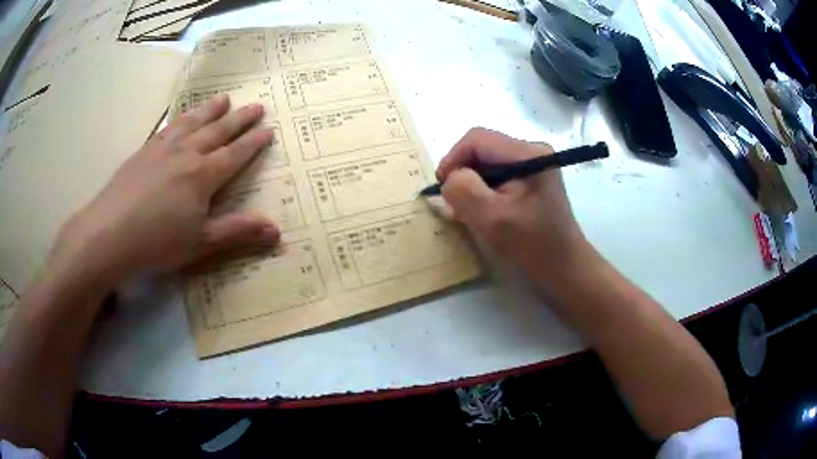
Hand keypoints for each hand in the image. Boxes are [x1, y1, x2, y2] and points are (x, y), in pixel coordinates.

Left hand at [49, 95, 279, 284]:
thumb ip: (238, 232)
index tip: (269, 129)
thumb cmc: (158, 241)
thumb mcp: (202, 242)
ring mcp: (163, 148)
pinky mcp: (145, 150)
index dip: (254, 142)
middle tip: (256, 105)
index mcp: (203, 175)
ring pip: (193, 122)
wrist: (110, 232)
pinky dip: (181, 118)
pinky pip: (168, 127)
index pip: (235, 153)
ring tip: (224, 98)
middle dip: (240, 118)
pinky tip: (182, 117)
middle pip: (218, 130)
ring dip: (211, 110)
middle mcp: (187, 153)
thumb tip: (277, 232)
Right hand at [437, 128, 592, 293]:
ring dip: (472, 184)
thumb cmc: (532, 246)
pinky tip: (486, 211)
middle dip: (463, 174)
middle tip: (456, 205)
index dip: (453, 159)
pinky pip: (497, 174)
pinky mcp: (531, 177)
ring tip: (470, 211)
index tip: (442, 189)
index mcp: (528, 153)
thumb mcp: (491, 219)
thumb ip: (463, 190)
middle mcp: (532, 150)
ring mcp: (533, 163)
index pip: (477, 139)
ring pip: (486, 162)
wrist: (564, 268)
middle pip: (482, 149)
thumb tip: (450, 179)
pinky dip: (484, 190)